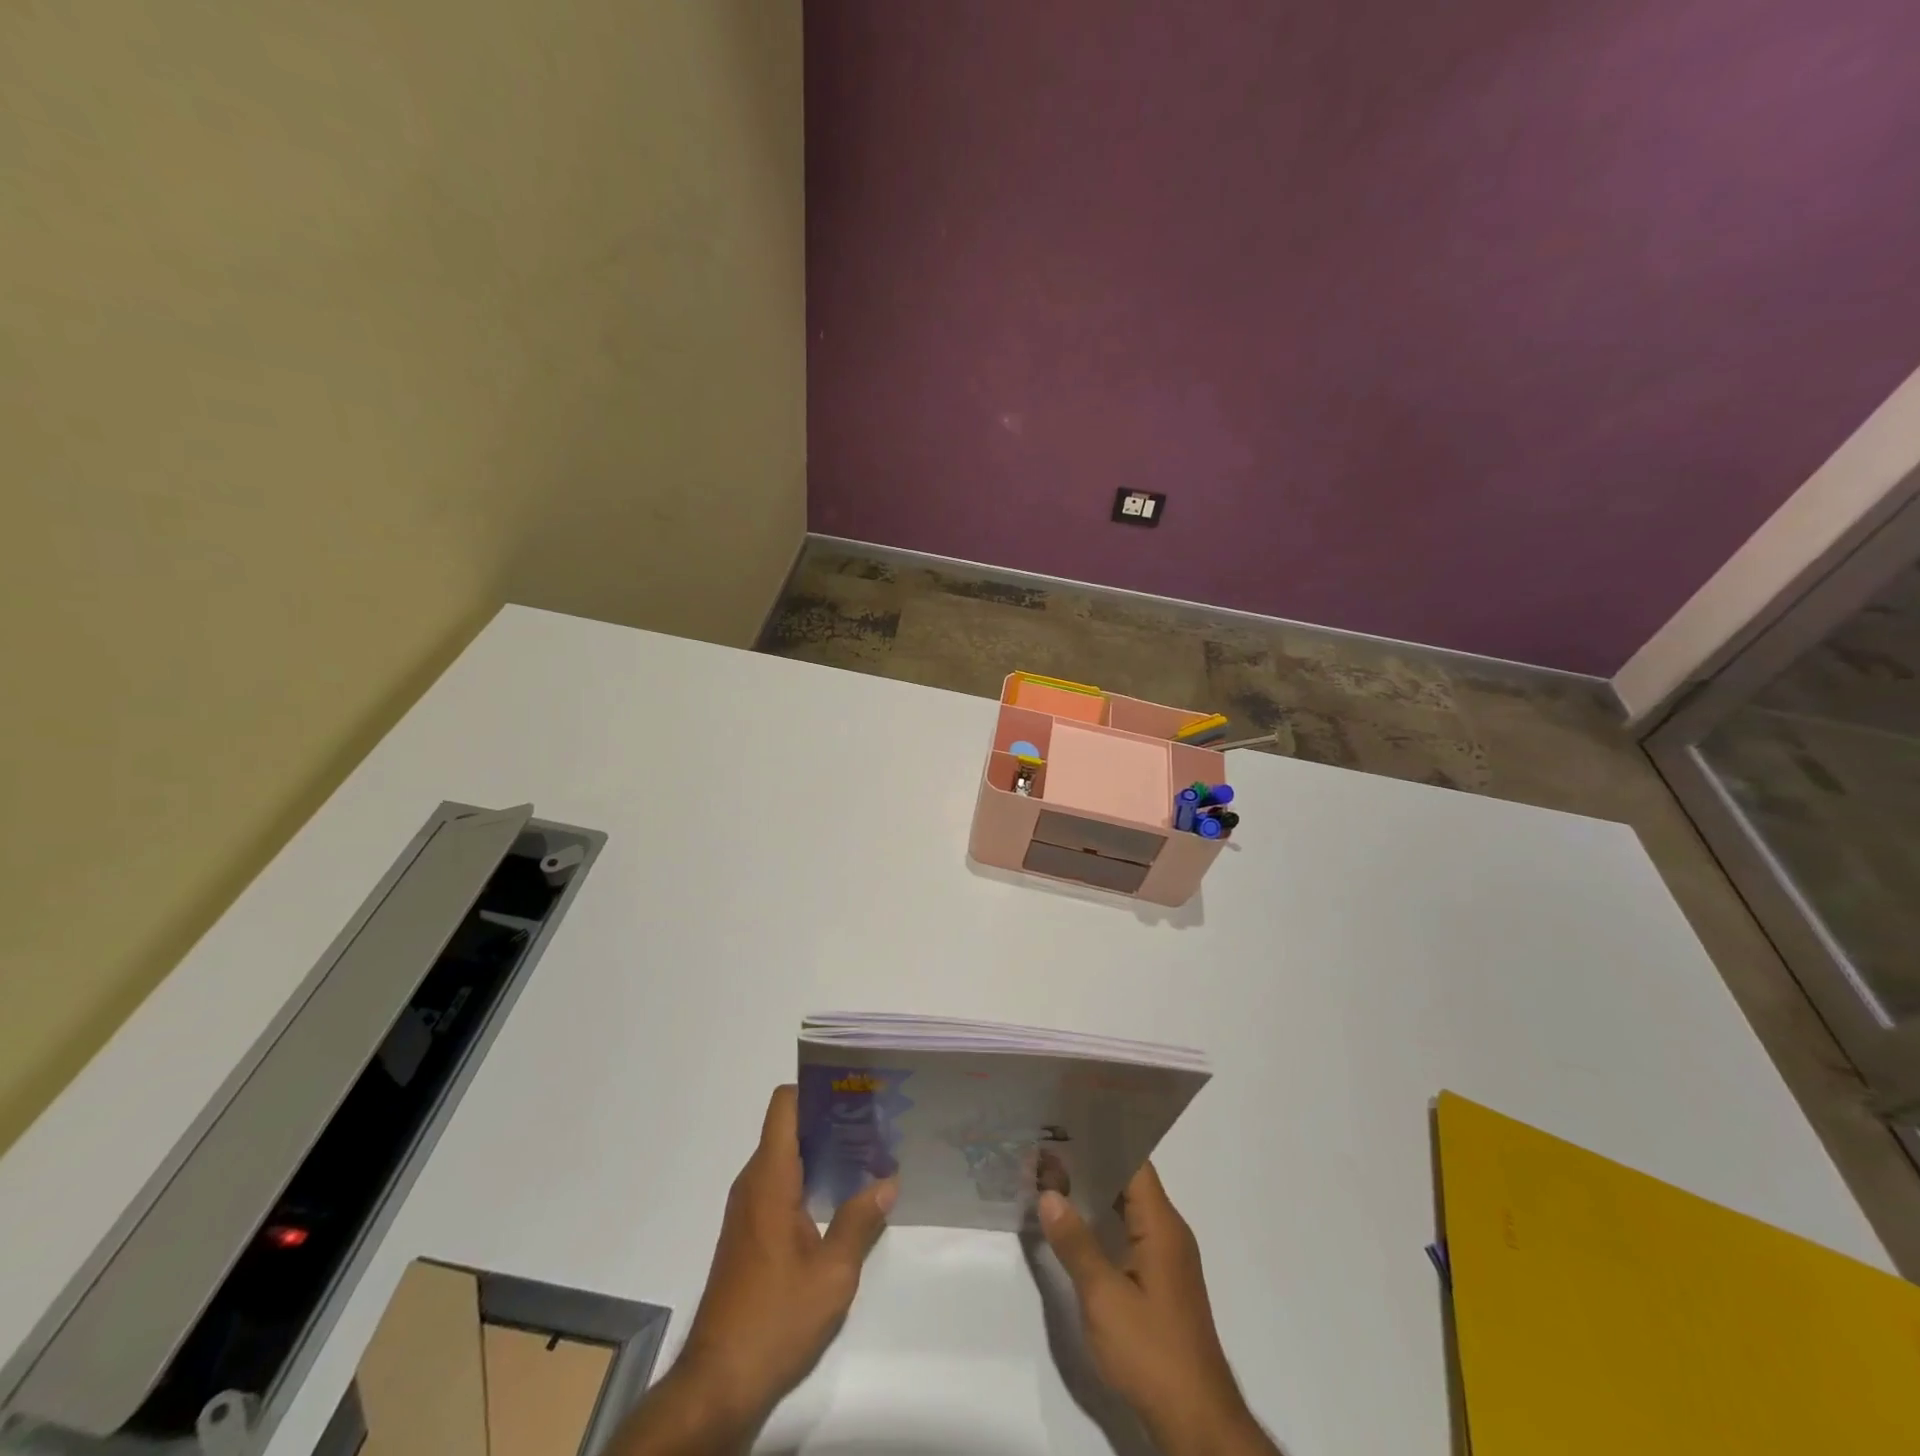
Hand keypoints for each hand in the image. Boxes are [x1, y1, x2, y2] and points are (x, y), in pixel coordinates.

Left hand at [611, 1086, 895, 1454]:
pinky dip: (809, 1178)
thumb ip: (860, 1221)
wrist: (717, 1383)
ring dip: (821, 1150)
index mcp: (770, 1178)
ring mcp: (748, 1208)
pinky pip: (780, 1183)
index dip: (815, 1089)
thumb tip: (888, 1181)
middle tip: (874, 1123)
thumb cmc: (774, 1319)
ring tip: (866, 1155)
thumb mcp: (832, 1274)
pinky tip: (841, 1197)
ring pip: (785, 1156)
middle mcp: (753, 1182)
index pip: (784, 1104)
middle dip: (829, 1119)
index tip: (853, 1092)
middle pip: (788, 1127)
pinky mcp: (749, 1233)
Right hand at [1040, 1163, 1279, 1455]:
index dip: (1102, 1139)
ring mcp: (1167, 1258)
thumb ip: (1076, 1243)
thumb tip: (1049, 1193)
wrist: (1196, 1421)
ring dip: (1096, 1193)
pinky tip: (1075, 1226)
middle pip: (1130, 1180)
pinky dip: (1104, 1221)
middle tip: (1048, 1146)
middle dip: (1091, 1163)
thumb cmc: (1151, 1351)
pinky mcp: (1161, 1282)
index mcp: (1161, 1224)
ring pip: (1129, 1208)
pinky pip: (1131, 1233)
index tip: (1066, 1123)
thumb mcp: (1104, 1297)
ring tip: (1053, 1177)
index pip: (1134, 1160)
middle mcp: (1169, 1232)